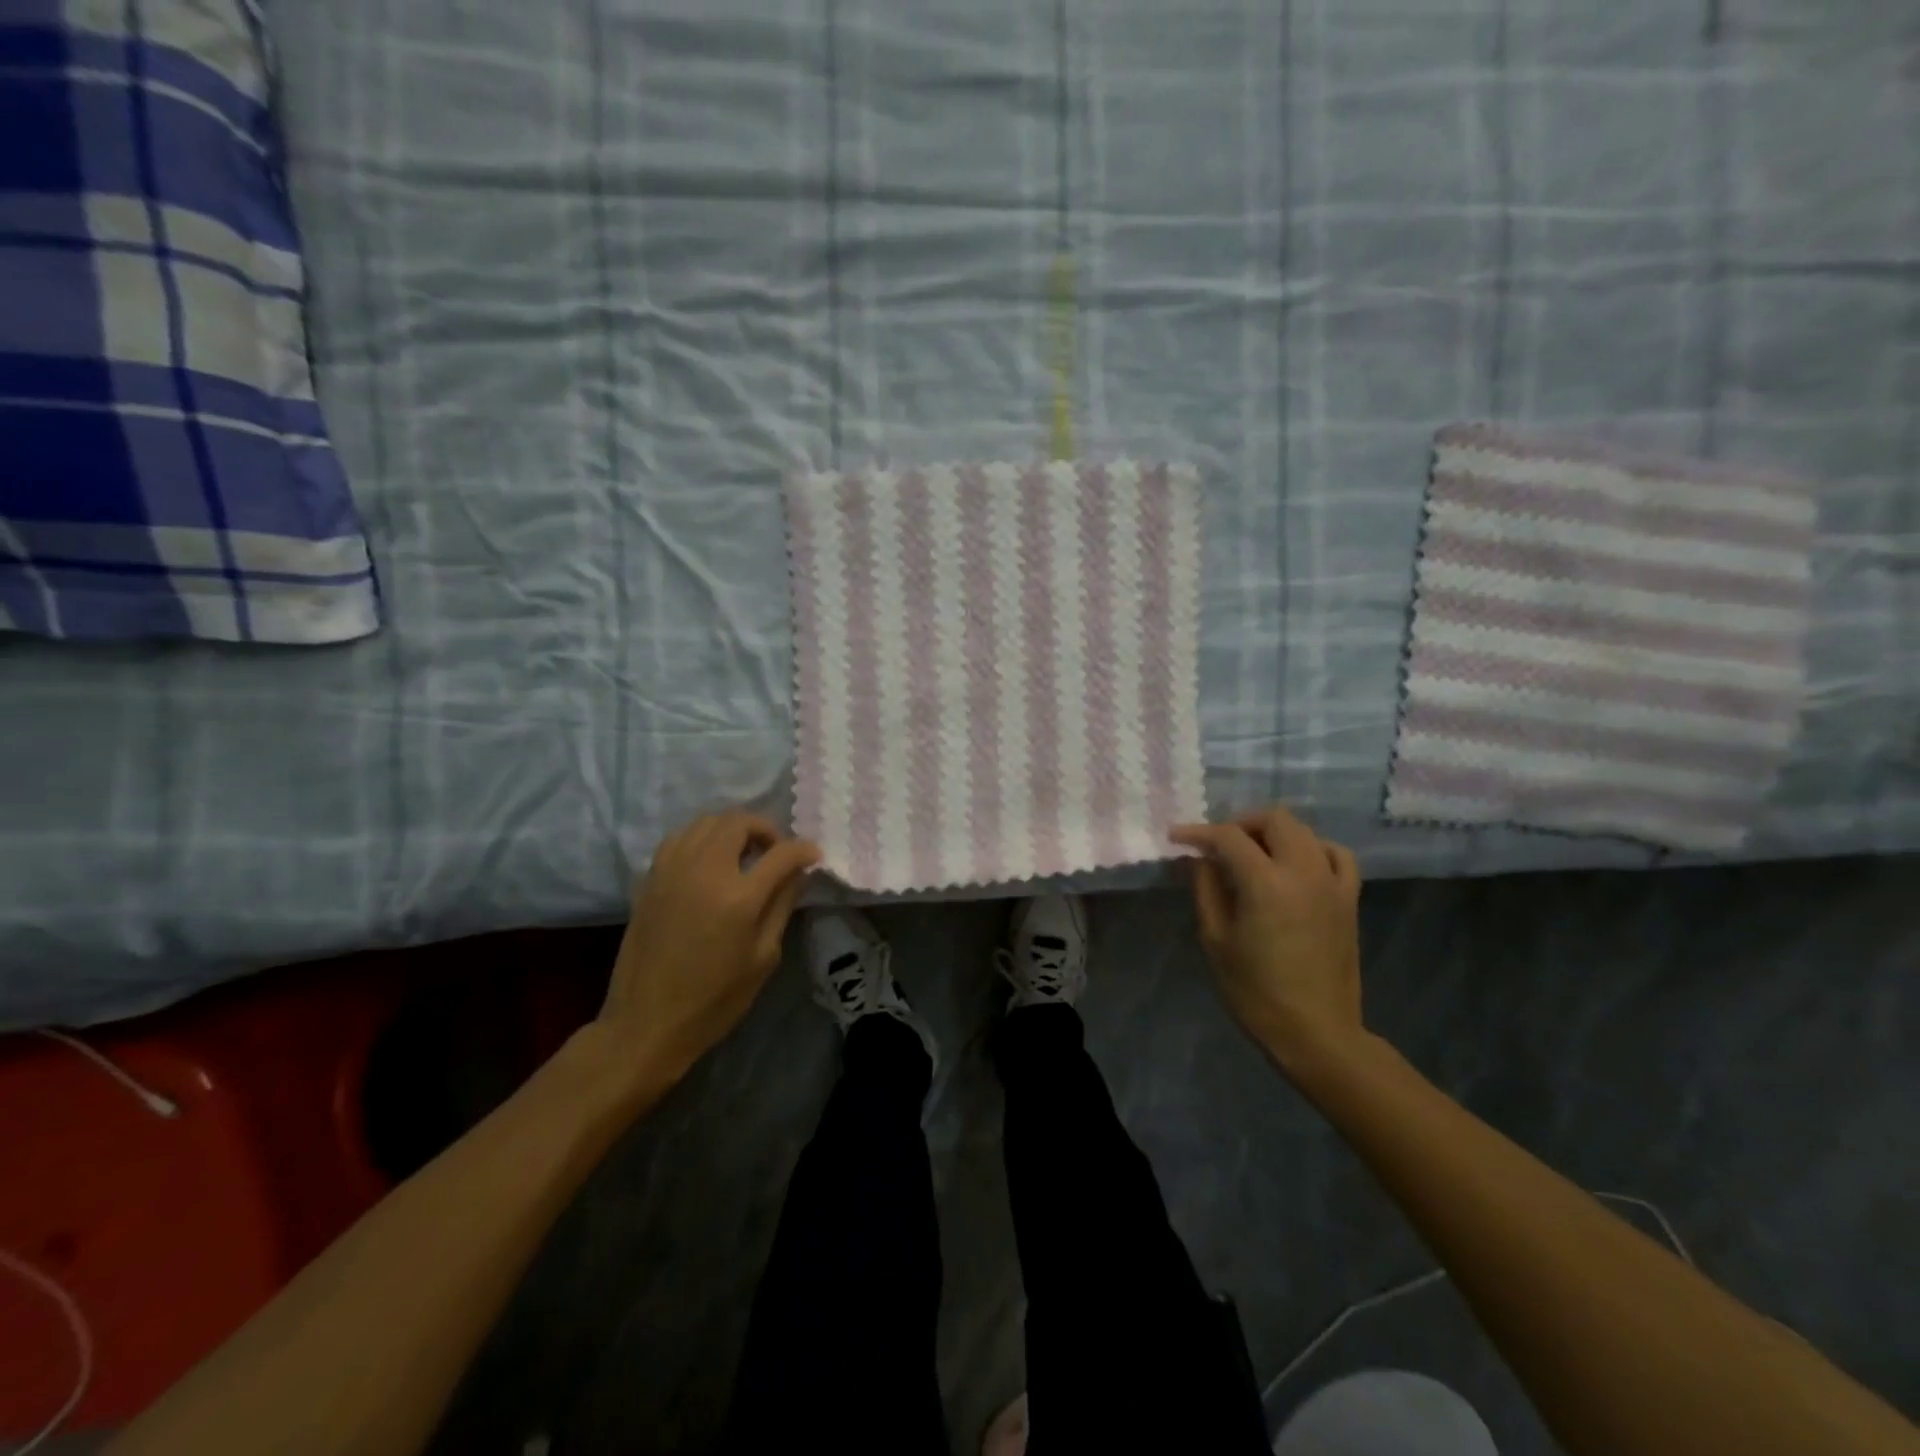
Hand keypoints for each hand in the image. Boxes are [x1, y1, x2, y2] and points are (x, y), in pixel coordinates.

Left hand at [599, 812, 819, 1077]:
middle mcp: (704, 872)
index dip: (804, 850)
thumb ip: (781, 906)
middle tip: (775, 853)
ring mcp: (672, 871)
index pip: (781, 853)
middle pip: (739, 822)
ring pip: (707, 821)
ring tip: (743, 854)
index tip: (813, 856)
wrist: (647, 1023)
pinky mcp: (650, 879)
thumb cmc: (714, 999)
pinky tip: (709, 862)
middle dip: (766, 830)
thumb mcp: (763, 958)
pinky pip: (680, 838)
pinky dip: (702, 838)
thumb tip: (798, 873)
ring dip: (732, 829)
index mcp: (738, 897)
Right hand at [1170, 805, 1363, 1070]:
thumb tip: (1201, 858)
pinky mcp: (1349, 899)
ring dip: (1274, 833)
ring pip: (1305, 831)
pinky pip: (1336, 855)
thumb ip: (1207, 889)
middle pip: (1274, 819)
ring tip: (1252, 852)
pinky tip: (1296, 864)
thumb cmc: (1256, 992)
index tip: (1177, 838)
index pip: (1228, 837)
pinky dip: (1313, 848)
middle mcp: (1304, 872)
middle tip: (1217, 844)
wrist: (1316, 1033)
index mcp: (1266, 883)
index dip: (1199, 832)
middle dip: (1240, 823)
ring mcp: (1332, 883)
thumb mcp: (1216, 940)